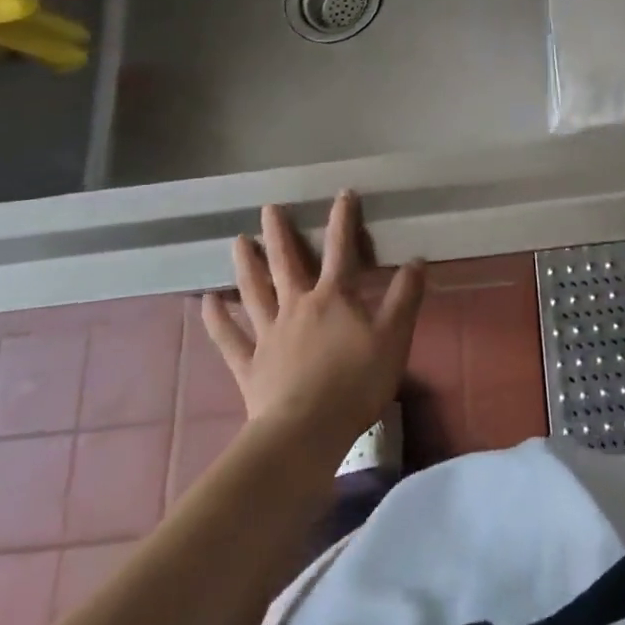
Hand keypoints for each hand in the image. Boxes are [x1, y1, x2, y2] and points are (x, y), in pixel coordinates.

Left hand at [199, 192, 425, 456]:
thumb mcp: (394, 338)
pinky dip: (218, 319)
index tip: (342, 193)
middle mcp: (297, 306)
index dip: (343, 219)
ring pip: (254, 292)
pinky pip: (230, 338)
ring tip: (238, 241)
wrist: (306, 431)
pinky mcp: (249, 364)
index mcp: (333, 297)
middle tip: (269, 208)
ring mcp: (269, 335)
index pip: (340, 249)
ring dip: (246, 264)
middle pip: (287, 263)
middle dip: (280, 233)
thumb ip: (405, 297)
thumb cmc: (356, 383)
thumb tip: (417, 260)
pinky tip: (207, 302)